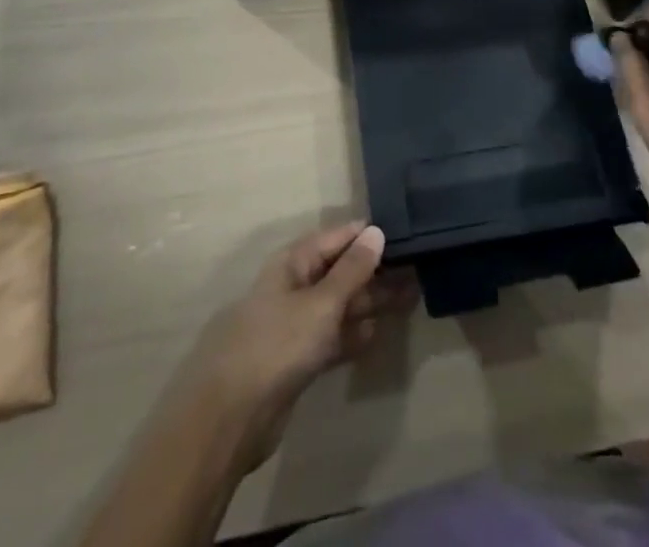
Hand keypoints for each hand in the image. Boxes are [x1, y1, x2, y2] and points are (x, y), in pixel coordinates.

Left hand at [178, 221, 416, 472]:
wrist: (233, 417)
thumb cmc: (278, 344)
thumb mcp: (321, 303)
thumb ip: (351, 270)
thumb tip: (376, 231)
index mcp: (293, 263)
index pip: (336, 238)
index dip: (366, 236)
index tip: (403, 235)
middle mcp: (294, 287)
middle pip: (340, 272)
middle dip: (374, 272)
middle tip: (415, 271)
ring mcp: (295, 325)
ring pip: (339, 305)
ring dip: (369, 302)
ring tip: (408, 299)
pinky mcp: (297, 360)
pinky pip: (331, 337)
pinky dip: (352, 334)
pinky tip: (376, 334)